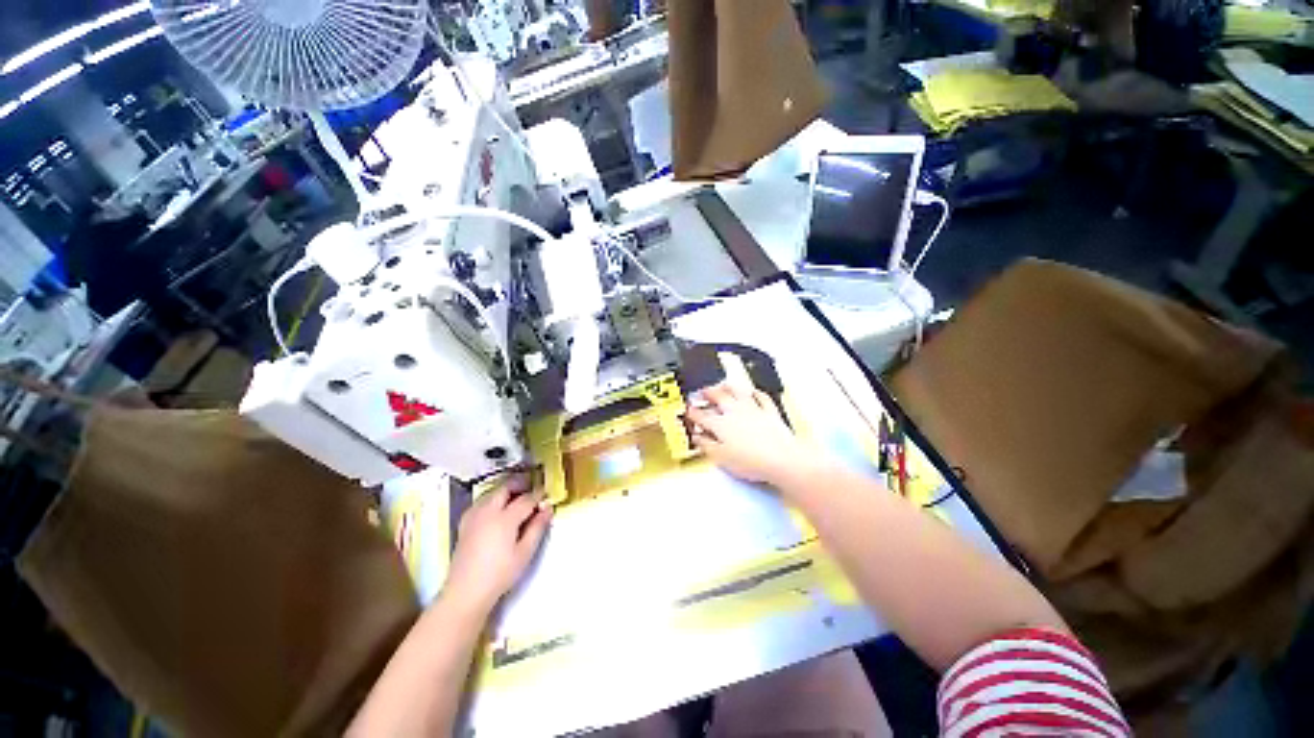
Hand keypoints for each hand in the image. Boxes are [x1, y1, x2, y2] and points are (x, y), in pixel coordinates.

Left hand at [444, 476, 552, 613]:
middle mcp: (488, 512)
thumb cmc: (500, 574)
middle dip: (520, 484)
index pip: (526, 499)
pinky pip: (481, 502)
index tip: (547, 494)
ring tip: (516, 496)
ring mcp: (474, 516)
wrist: (466, 592)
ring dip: (505, 490)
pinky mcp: (465, 523)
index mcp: (505, 519)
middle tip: (532, 488)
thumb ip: (537, 528)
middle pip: (505, 488)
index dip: (538, 495)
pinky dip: (492, 499)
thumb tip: (547, 509)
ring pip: (492, 493)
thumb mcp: (525, 553)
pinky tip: (496, 508)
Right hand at [685, 383, 822, 488]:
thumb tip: (697, 437)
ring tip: (722, 385)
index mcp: (720, 424)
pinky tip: (753, 391)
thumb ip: (706, 445)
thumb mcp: (721, 458)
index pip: (701, 415)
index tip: (688, 411)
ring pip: (738, 392)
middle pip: (718, 397)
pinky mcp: (769, 412)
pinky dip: (755, 393)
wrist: (782, 459)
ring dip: (728, 387)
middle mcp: (735, 412)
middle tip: (702, 392)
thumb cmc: (752, 460)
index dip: (692, 412)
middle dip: (707, 393)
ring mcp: (753, 409)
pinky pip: (761, 397)